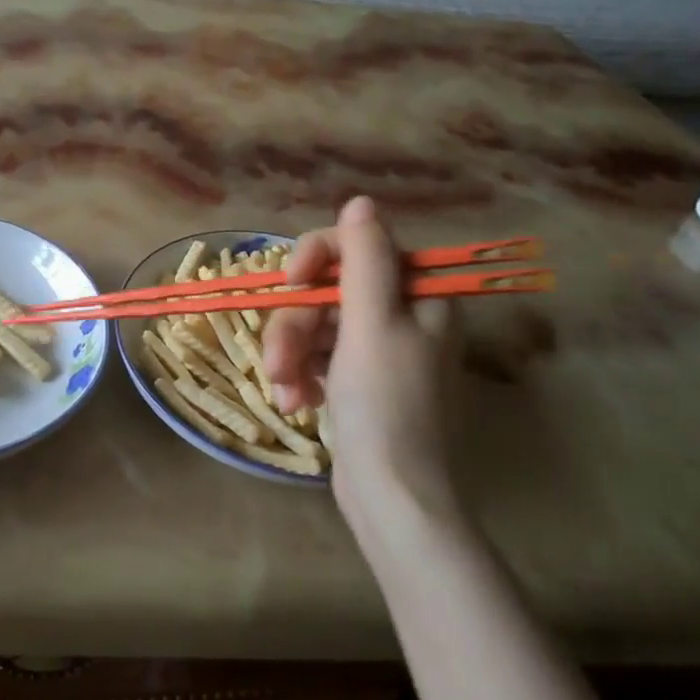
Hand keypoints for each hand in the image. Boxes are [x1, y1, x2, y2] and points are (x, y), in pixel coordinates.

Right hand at [263, 196, 465, 521]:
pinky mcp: (357, 381)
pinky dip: (300, 375)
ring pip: (316, 324)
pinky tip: (294, 402)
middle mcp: (402, 315)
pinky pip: (317, 356)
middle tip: (280, 360)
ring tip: (285, 391)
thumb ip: (364, 258)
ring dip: (291, 354)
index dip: (319, 257)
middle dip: (296, 324)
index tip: (291, 282)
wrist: (394, 497)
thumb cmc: (386, 405)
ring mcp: (378, 350)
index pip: (360, 246)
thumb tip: (361, 202)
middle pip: (330, 289)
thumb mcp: (372, 324)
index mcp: (419, 294)